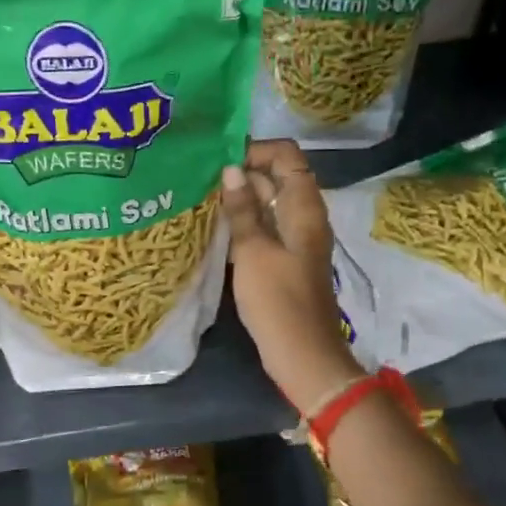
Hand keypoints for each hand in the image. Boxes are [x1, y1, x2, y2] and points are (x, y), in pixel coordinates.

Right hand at [221, 140, 362, 408]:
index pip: (287, 156)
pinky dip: (245, 222)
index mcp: (304, 207)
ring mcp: (296, 238)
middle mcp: (304, 216)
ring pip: (269, 203)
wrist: (303, 354)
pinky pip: (266, 227)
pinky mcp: (286, 259)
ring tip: (202, 202)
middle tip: (201, 182)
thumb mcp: (253, 252)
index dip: (256, 150)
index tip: (220, 161)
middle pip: (277, 176)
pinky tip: (216, 229)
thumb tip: (231, 171)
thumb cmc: (278, 301)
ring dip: (240, 200)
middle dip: (242, 174)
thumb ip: (242, 210)